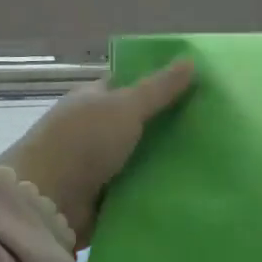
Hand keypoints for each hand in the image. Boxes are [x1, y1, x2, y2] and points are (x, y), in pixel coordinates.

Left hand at [0, 58, 194, 248]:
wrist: (47, 201)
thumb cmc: (82, 142)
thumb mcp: (125, 107)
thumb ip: (159, 88)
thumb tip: (190, 60)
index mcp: (93, 100)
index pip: (129, 85)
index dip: (160, 83)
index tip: (197, 87)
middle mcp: (94, 129)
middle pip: (139, 123)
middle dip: (170, 124)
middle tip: (214, 125)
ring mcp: (98, 164)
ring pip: (142, 157)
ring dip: (167, 159)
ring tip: (212, 158)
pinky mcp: (105, 196)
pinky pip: (139, 186)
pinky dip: (158, 186)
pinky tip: (191, 185)